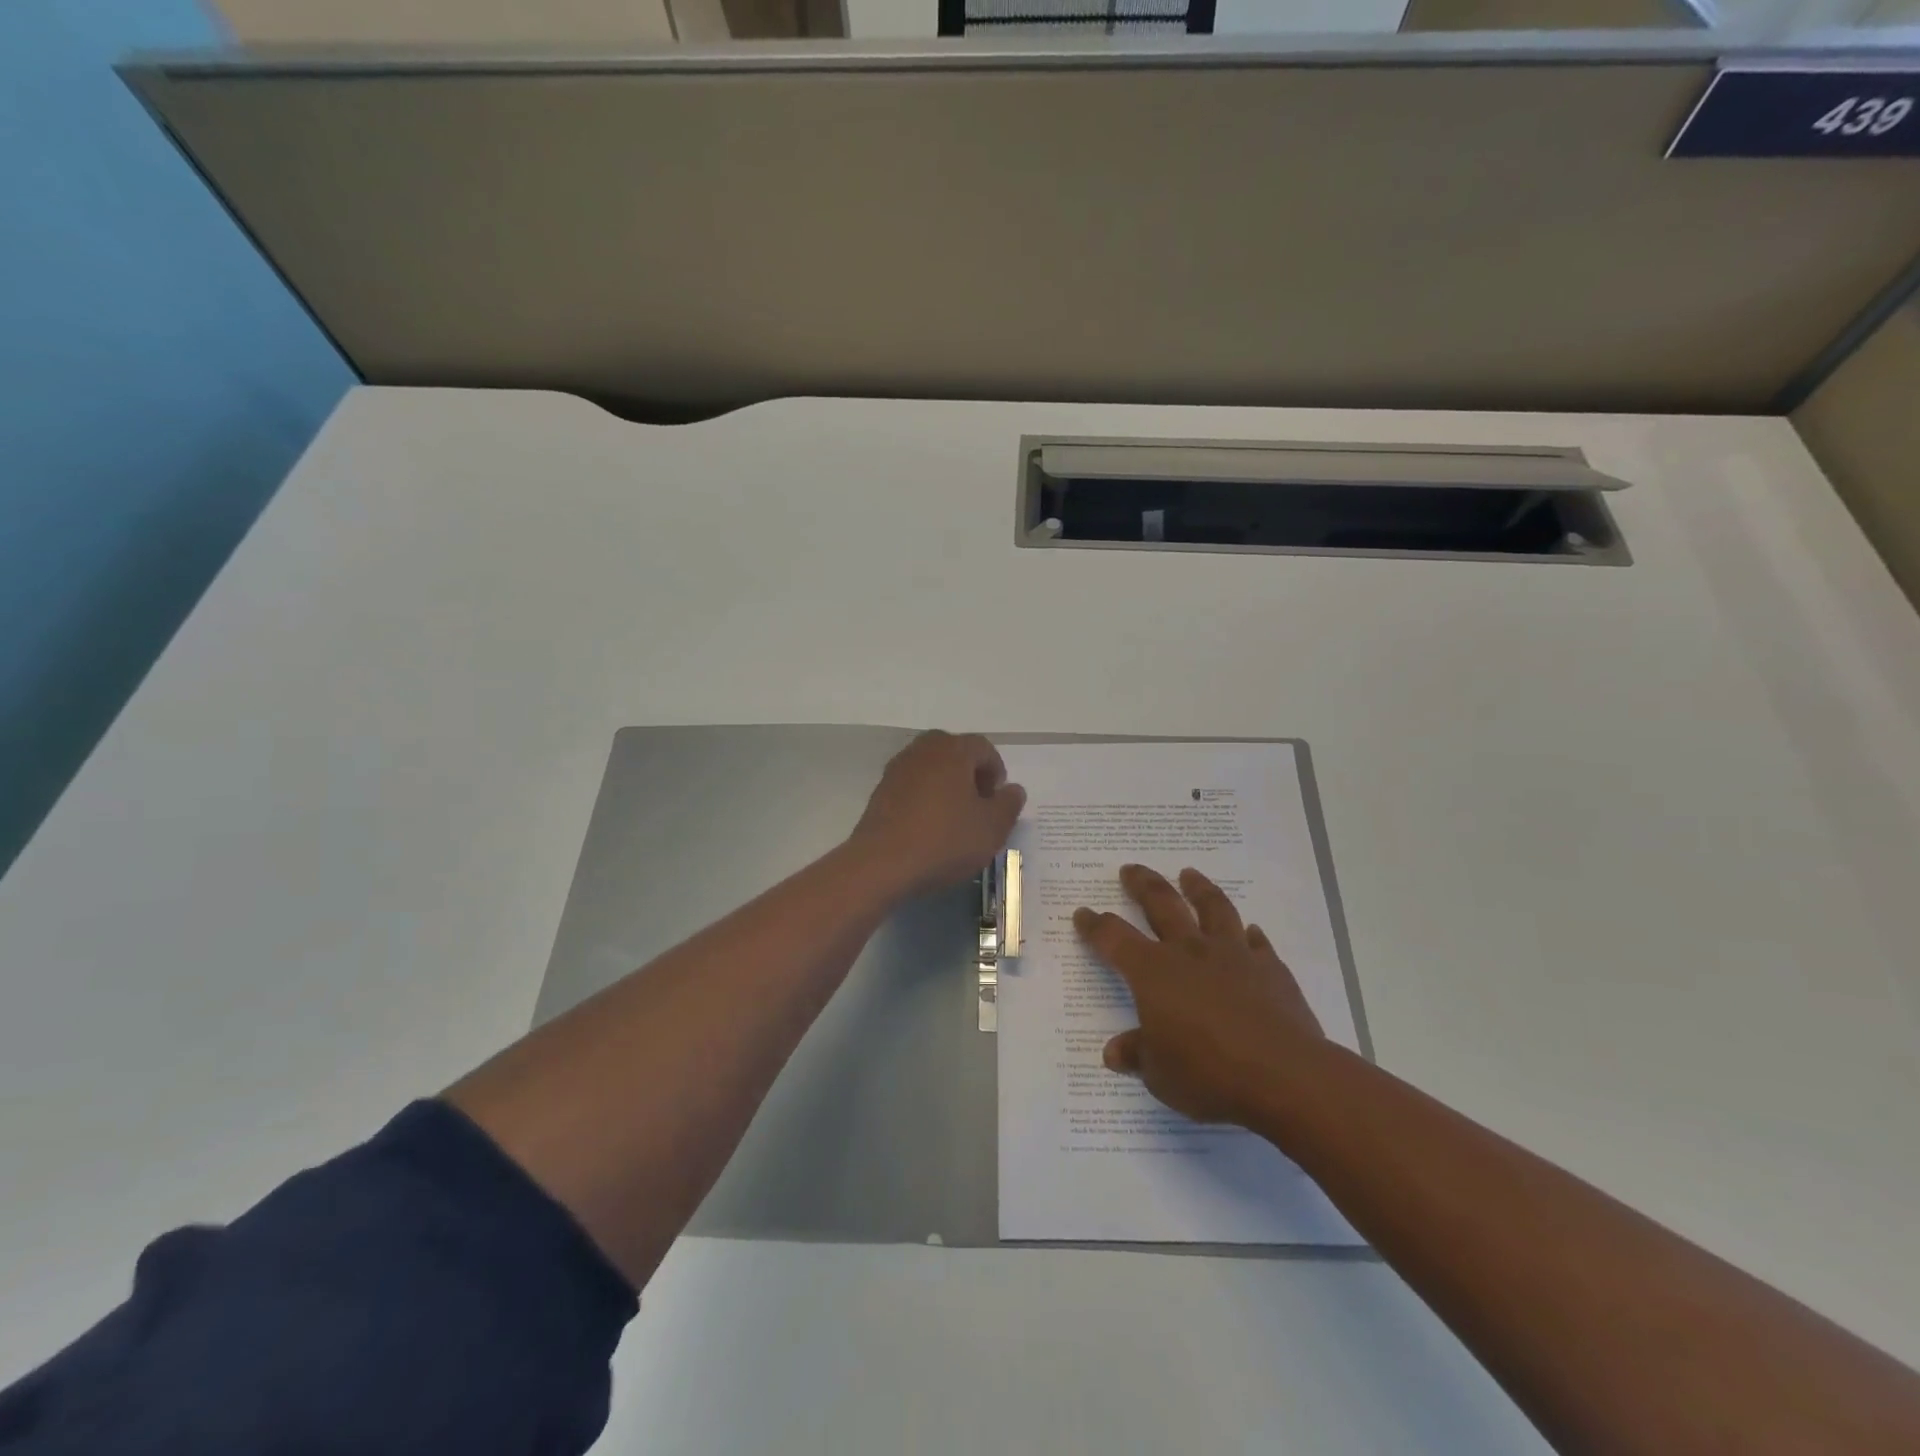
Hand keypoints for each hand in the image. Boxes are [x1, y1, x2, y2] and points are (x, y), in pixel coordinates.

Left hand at [848, 731, 1025, 897]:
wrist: (881, 864)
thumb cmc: (945, 841)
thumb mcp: (991, 828)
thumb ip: (1008, 805)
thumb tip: (1013, 790)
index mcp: (953, 750)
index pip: (984, 748)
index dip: (997, 772)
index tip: (998, 801)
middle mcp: (923, 750)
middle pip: (955, 753)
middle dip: (970, 775)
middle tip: (978, 805)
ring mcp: (897, 769)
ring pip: (931, 768)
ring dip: (946, 786)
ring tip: (954, 819)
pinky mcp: (880, 791)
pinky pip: (912, 785)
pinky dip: (925, 798)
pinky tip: (929, 827)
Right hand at [1074, 864, 1327, 1129]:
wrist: (1284, 1075)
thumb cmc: (1208, 1073)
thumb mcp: (1159, 1074)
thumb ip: (1137, 1054)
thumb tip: (1114, 1051)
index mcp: (1152, 972)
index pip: (1114, 938)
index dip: (1095, 925)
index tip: (1083, 913)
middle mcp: (1189, 952)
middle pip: (1161, 904)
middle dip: (1142, 884)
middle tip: (1131, 868)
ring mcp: (1233, 955)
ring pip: (1213, 908)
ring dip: (1198, 888)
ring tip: (1189, 874)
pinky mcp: (1270, 969)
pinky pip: (1257, 943)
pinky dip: (1250, 935)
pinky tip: (1249, 930)